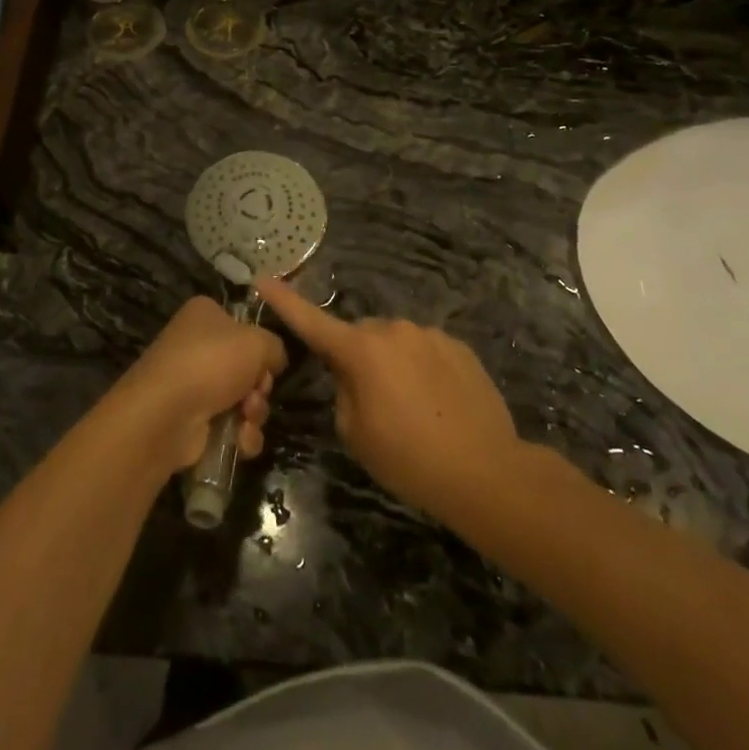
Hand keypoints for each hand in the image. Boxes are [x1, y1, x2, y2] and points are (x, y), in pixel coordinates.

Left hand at [112, 295, 286, 474]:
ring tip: (246, 418)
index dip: (260, 348)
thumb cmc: (211, 363)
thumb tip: (274, 360)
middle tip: (255, 394)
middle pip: (246, 367)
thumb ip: (275, 347)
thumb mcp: (258, 342)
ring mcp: (192, 383)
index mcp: (205, 314)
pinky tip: (240, 440)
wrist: (166, 413)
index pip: (244, 327)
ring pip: (242, 399)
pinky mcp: (191, 420)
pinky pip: (230, 426)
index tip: (267, 363)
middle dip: (259, 387)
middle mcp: (196, 345)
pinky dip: (241, 435)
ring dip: (254, 413)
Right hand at [257, 279, 519, 520]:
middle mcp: (392, 330)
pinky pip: (427, 351)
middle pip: (362, 337)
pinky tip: (441, 405)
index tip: (262, 278)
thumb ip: (343, 392)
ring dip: (395, 365)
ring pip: (396, 343)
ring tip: (415, 410)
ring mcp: (429, 334)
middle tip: (374, 403)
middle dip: (360, 358)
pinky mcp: (459, 346)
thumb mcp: (356, 434)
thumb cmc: (409, 458)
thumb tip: (351, 374)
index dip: (284, 301)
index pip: (312, 321)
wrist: (486, 472)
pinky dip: (425, 370)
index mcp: (360, 350)